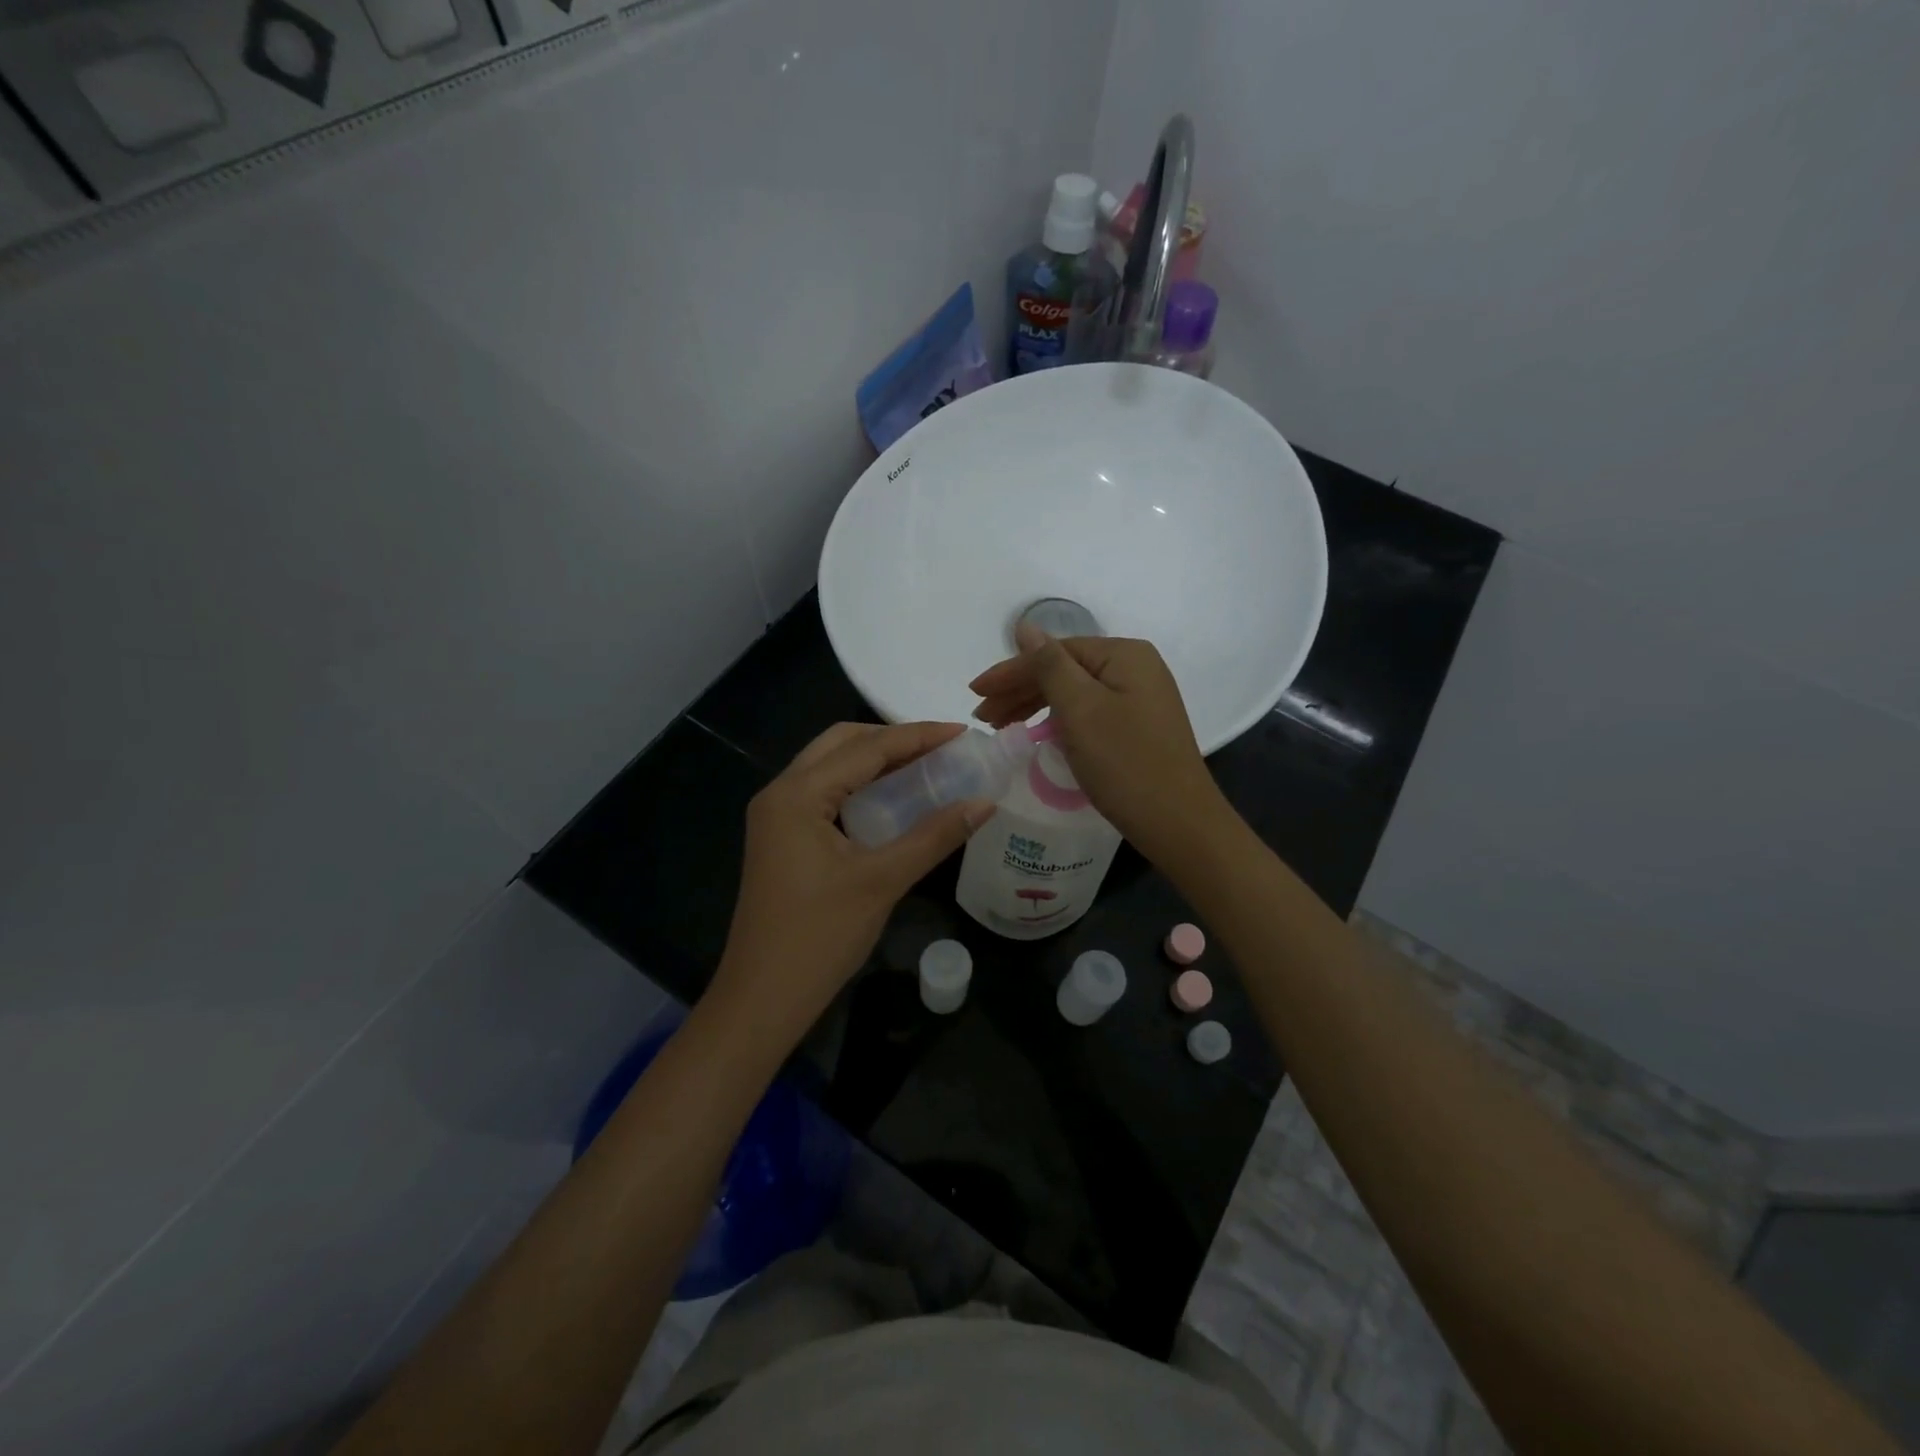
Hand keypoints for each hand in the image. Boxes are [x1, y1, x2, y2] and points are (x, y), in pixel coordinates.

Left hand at [706, 721, 993, 1047]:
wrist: (762, 999)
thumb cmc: (819, 937)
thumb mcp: (882, 881)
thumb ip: (934, 836)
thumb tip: (985, 802)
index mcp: (797, 795)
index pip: (866, 749)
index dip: (918, 737)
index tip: (962, 732)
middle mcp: (780, 793)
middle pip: (841, 744)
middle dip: (892, 739)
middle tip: (941, 749)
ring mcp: (776, 816)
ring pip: (830, 767)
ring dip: (874, 761)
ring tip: (924, 767)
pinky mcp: (781, 838)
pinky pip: (824, 794)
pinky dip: (859, 786)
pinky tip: (892, 800)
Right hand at [970, 627, 1230, 863]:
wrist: (1179, 823)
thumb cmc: (1125, 763)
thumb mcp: (1080, 709)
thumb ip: (1049, 665)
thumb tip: (1025, 626)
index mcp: (1124, 655)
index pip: (1054, 652)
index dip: (1010, 671)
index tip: (974, 693)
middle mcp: (1135, 668)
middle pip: (1064, 670)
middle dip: (1019, 690)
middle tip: (983, 717)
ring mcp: (1139, 698)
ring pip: (1074, 693)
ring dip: (1034, 706)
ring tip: (1001, 726)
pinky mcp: (1138, 727)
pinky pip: (1088, 712)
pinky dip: (1058, 721)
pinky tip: (1038, 734)